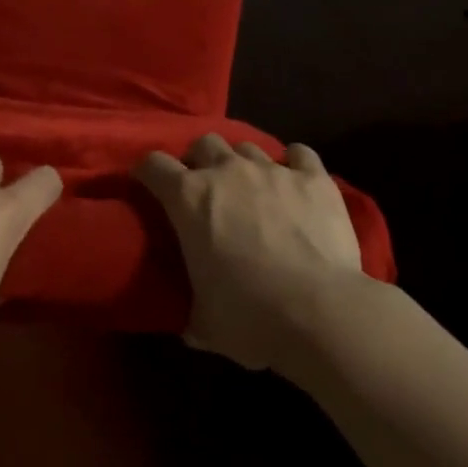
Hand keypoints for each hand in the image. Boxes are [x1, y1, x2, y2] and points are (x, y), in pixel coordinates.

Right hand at [134, 133, 362, 369]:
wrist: (320, 313)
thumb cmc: (250, 318)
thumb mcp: (203, 323)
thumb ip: (189, 311)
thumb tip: (188, 323)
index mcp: (189, 198)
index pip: (153, 164)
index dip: (147, 172)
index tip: (148, 185)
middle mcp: (227, 171)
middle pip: (203, 143)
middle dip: (199, 161)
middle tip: (205, 188)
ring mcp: (273, 170)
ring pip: (248, 147)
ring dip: (243, 164)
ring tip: (252, 189)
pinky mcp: (314, 178)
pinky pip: (300, 153)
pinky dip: (294, 163)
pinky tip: (296, 180)